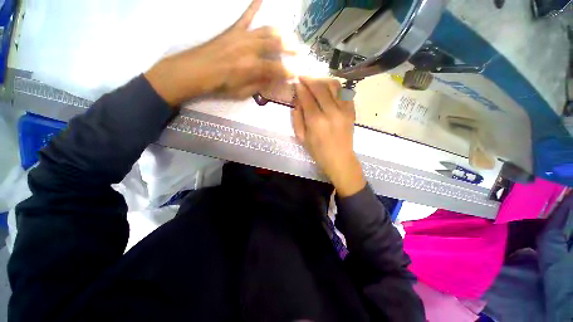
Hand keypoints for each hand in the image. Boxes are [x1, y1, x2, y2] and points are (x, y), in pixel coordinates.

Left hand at [145, 0, 291, 105]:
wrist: (196, 70)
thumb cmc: (220, 85)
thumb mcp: (242, 93)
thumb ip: (259, 85)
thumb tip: (273, 80)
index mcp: (252, 67)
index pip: (277, 69)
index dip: (288, 72)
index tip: (297, 74)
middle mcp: (250, 49)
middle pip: (275, 44)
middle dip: (290, 48)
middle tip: (300, 51)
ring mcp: (242, 36)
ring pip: (266, 30)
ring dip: (281, 33)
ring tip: (289, 37)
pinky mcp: (234, 30)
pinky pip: (246, 16)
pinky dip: (254, 6)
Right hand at [291, 78, 365, 196]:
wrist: (340, 159)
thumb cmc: (318, 151)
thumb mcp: (302, 138)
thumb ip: (297, 118)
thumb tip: (297, 101)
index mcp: (316, 121)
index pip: (307, 97)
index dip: (300, 87)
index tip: (296, 82)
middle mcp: (331, 112)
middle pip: (320, 87)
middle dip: (309, 79)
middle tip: (303, 77)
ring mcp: (344, 110)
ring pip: (334, 86)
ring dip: (323, 80)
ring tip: (315, 81)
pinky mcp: (352, 111)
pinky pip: (345, 92)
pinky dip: (336, 87)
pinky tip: (329, 89)